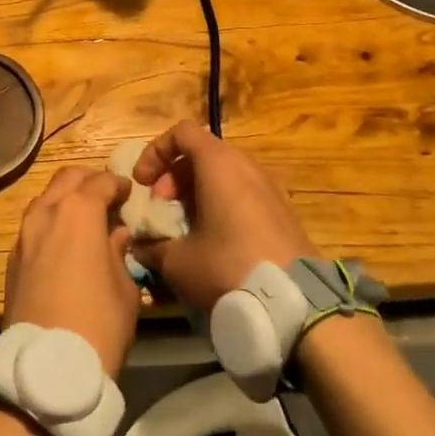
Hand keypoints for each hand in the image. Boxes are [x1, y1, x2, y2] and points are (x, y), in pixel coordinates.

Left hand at [3, 167, 139, 374]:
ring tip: (86, 220)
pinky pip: (34, 226)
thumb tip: (116, 236)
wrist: (47, 367)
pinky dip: (51, 224)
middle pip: (67, 178)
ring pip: (45, 199)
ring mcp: (24, 236)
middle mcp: (46, 213)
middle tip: (107, 197)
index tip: (130, 194)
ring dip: (65, 199)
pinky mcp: (12, 260)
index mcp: (79, 212)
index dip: (119, 185)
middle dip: (89, 181)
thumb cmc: (99, 323)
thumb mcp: (126, 288)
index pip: (101, 182)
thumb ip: (120, 252)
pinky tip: (65, 244)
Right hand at [128, 121, 319, 313]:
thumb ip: (153, 247)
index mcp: (220, 164)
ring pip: (224, 175)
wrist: (294, 302)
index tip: (142, 184)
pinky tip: (213, 242)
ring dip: (196, 193)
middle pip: (203, 154)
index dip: (156, 152)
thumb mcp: (178, 261)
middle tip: (161, 211)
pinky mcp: (283, 211)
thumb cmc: (227, 267)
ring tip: (184, 229)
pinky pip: (243, 193)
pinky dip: (221, 205)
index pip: (182, 133)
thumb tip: (140, 246)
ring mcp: (270, 187)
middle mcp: (247, 166)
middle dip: (174, 178)